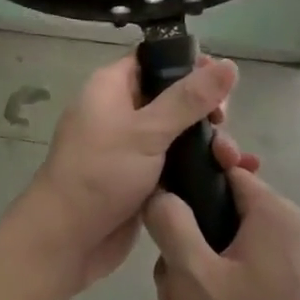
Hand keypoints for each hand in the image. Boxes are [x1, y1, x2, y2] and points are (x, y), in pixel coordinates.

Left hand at [9, 52, 239, 296]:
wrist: (66, 240)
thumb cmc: (101, 173)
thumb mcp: (147, 131)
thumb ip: (189, 99)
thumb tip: (230, 64)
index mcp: (111, 86)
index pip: (155, 59)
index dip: (189, 64)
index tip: (223, 80)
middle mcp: (120, 110)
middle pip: (172, 96)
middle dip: (205, 109)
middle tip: (225, 125)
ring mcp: (130, 146)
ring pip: (178, 133)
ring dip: (207, 142)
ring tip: (233, 160)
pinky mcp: (140, 178)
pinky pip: (175, 162)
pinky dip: (199, 166)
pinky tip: (233, 175)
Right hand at [146, 167, 299, 299]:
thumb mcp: (191, 275)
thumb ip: (170, 221)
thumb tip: (161, 192)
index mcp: (276, 217)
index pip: (226, 172)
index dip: (189, 187)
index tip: (162, 216)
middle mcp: (290, 239)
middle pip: (215, 229)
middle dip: (182, 272)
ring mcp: (292, 280)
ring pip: (220, 271)